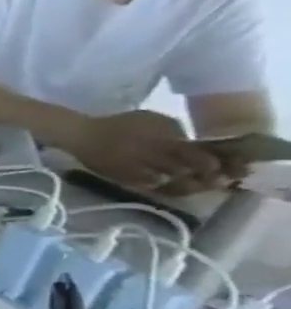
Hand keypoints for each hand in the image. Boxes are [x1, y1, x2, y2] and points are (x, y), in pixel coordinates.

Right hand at [71, 110, 222, 193]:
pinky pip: (152, 188)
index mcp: (164, 143)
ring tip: (195, 185)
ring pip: (172, 185)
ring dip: (187, 186)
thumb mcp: (152, 119)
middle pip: (188, 174)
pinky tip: (169, 186)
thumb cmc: (119, 124)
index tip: (226, 168)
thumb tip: (195, 145)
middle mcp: (154, 160)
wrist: (81, 136)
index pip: (199, 158)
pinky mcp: (126, 181)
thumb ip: (175, 132)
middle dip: (204, 179)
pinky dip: (164, 189)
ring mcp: (139, 172)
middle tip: (216, 180)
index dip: (215, 165)